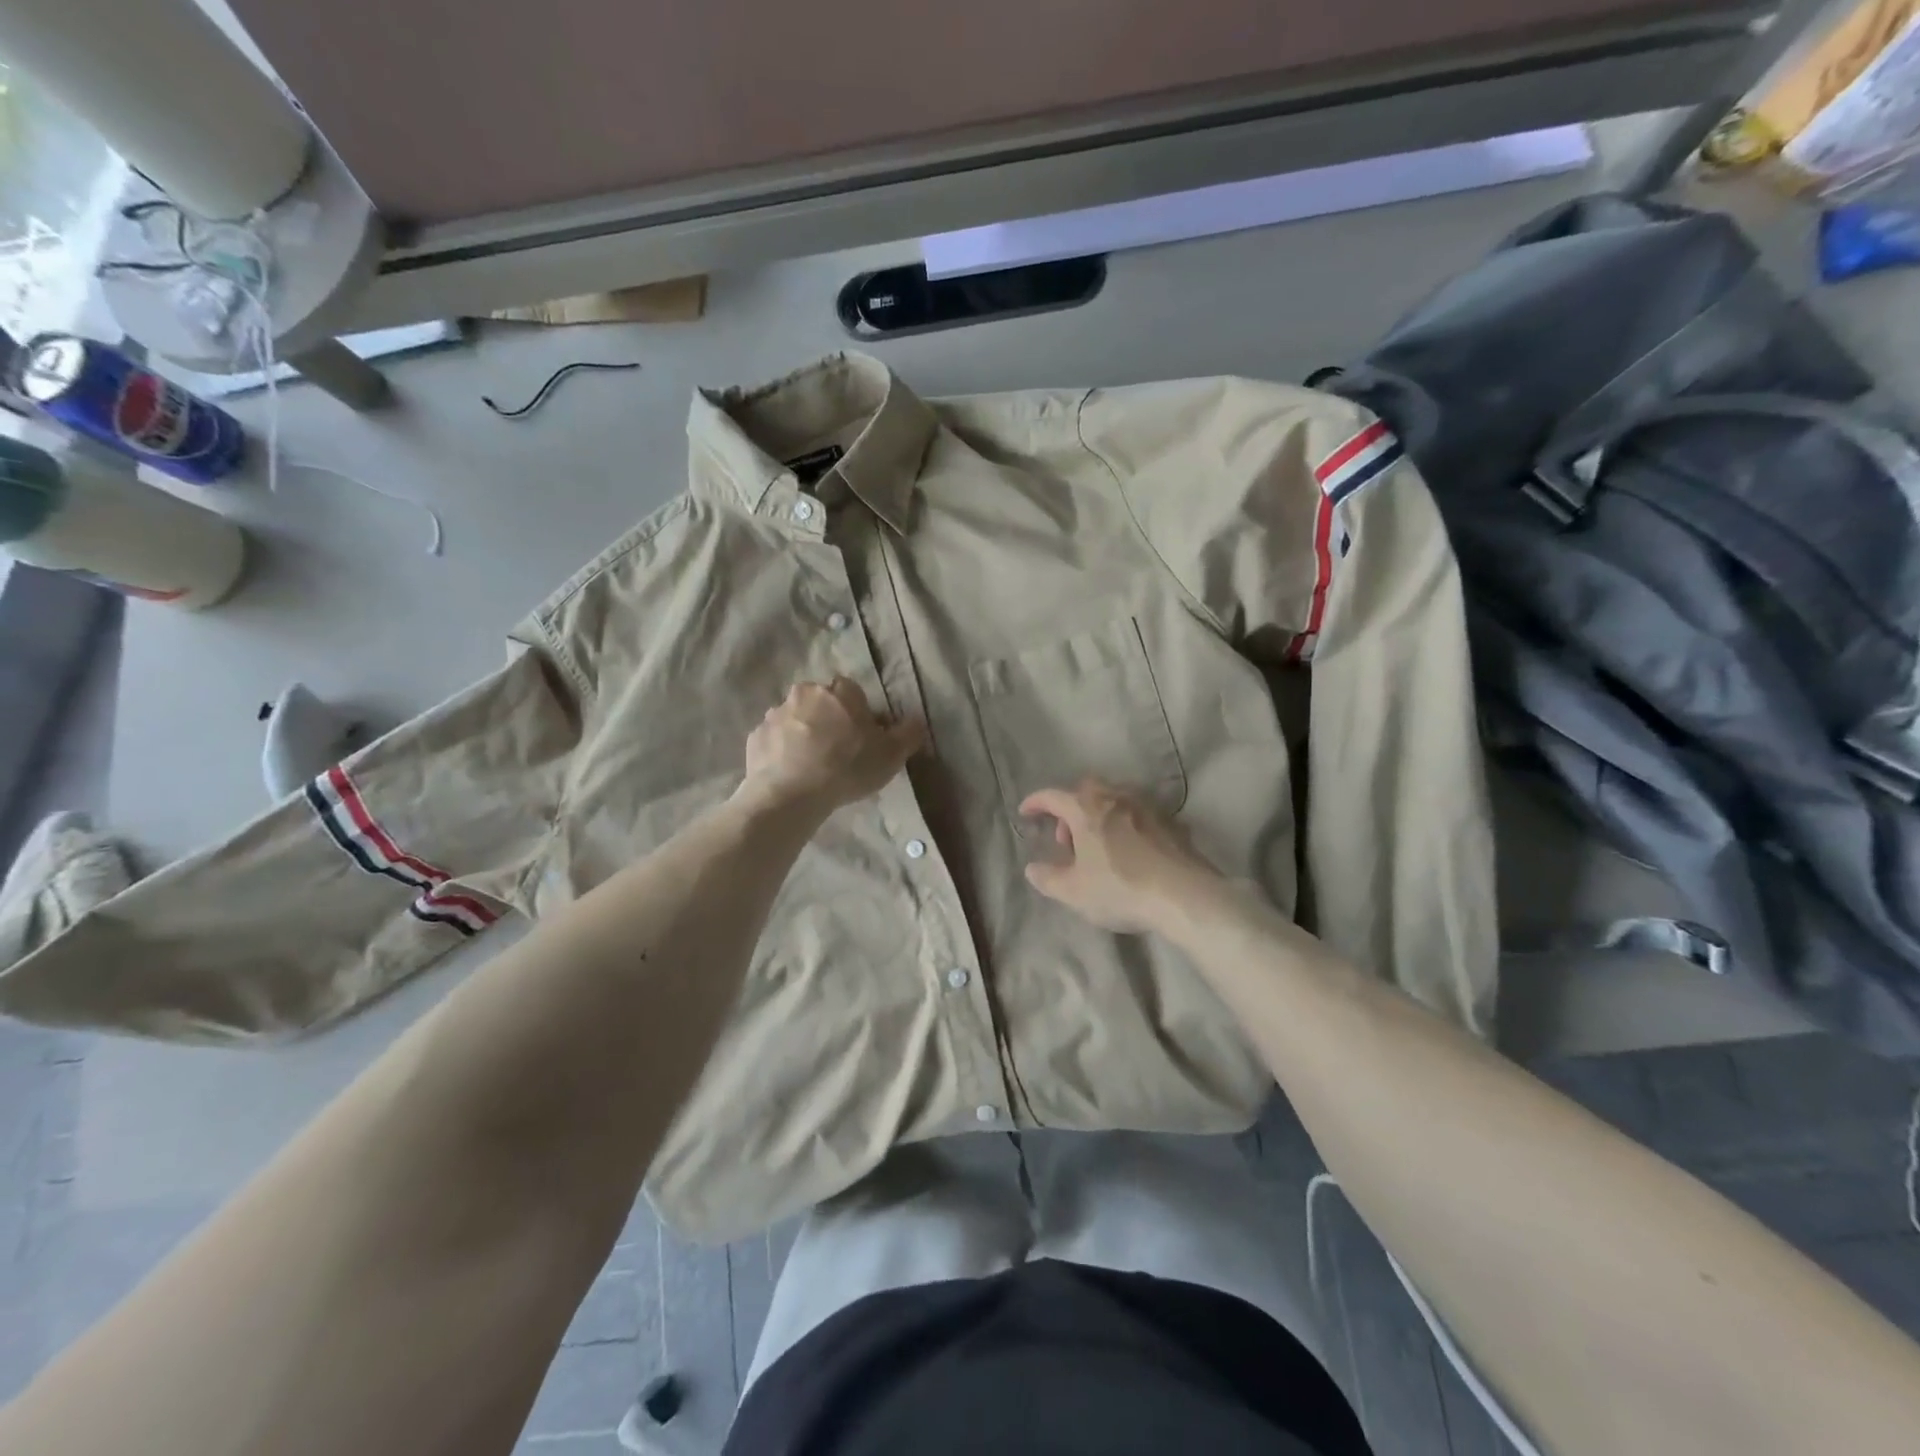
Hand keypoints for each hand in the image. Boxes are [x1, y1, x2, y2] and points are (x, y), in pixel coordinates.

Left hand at [740, 677, 924, 814]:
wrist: (790, 794)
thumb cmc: (846, 768)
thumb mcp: (891, 756)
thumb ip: (908, 734)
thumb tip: (917, 721)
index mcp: (840, 692)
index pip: (852, 692)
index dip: (858, 713)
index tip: (861, 737)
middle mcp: (805, 693)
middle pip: (821, 702)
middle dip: (827, 719)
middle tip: (836, 751)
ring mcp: (775, 714)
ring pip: (794, 719)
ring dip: (802, 734)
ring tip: (811, 766)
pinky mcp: (755, 737)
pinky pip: (773, 740)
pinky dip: (781, 751)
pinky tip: (790, 773)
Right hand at [1020, 779, 1219, 934]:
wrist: (1184, 896)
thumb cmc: (1120, 889)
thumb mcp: (1073, 892)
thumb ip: (1047, 878)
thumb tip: (1032, 868)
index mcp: (1086, 809)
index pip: (1052, 796)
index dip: (1035, 803)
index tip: (1025, 812)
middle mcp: (1116, 797)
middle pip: (1086, 790)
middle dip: (1070, 808)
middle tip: (1066, 838)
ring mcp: (1147, 806)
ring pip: (1114, 798)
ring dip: (1099, 814)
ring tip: (1097, 845)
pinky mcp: (1171, 822)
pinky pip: (1138, 813)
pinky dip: (1125, 823)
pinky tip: (1128, 850)